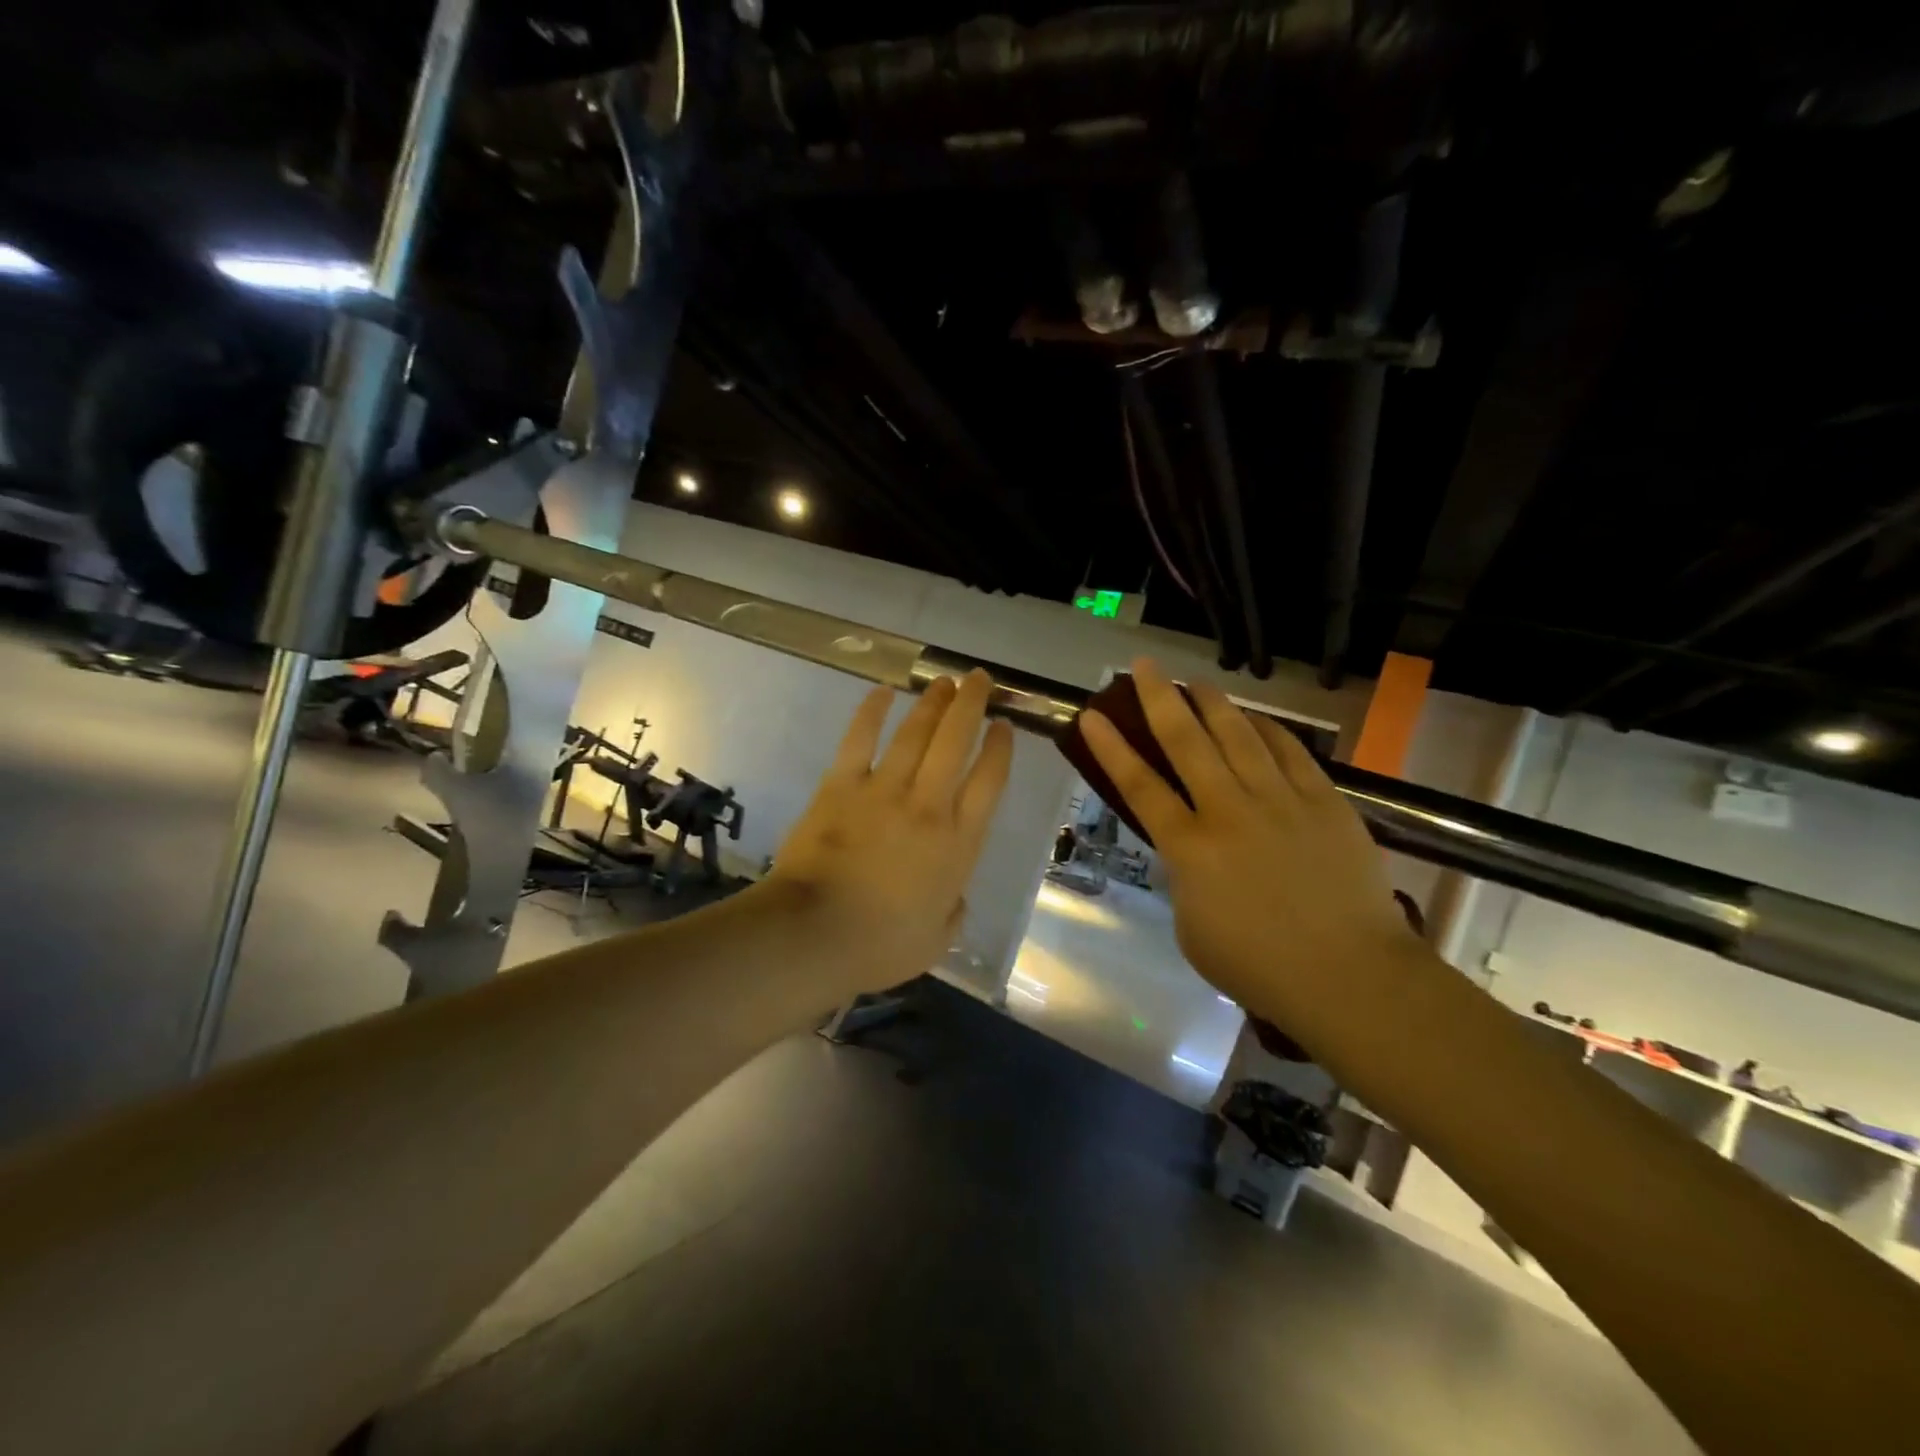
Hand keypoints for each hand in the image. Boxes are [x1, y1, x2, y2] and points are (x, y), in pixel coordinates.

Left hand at [765, 671, 1013, 995]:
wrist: (815, 934)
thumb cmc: (880, 945)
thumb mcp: (936, 941)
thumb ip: (952, 912)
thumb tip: (953, 896)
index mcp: (958, 843)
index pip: (989, 782)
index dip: (1000, 749)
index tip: (1005, 726)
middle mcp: (928, 805)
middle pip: (957, 742)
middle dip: (971, 705)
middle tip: (979, 679)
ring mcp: (884, 791)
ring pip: (915, 733)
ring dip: (932, 703)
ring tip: (944, 681)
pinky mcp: (841, 786)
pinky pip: (860, 740)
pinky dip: (871, 713)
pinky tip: (882, 692)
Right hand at [1079, 659, 1428, 1043]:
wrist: (1348, 975)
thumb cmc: (1258, 966)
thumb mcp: (1192, 928)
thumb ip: (1184, 879)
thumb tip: (1191, 853)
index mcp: (1189, 848)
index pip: (1139, 785)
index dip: (1111, 747)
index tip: (1092, 714)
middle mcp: (1228, 811)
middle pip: (1186, 742)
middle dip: (1159, 698)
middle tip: (1143, 666)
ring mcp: (1279, 801)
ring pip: (1238, 735)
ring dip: (1212, 703)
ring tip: (1196, 681)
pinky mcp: (1324, 801)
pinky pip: (1289, 752)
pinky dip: (1267, 730)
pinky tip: (1253, 718)